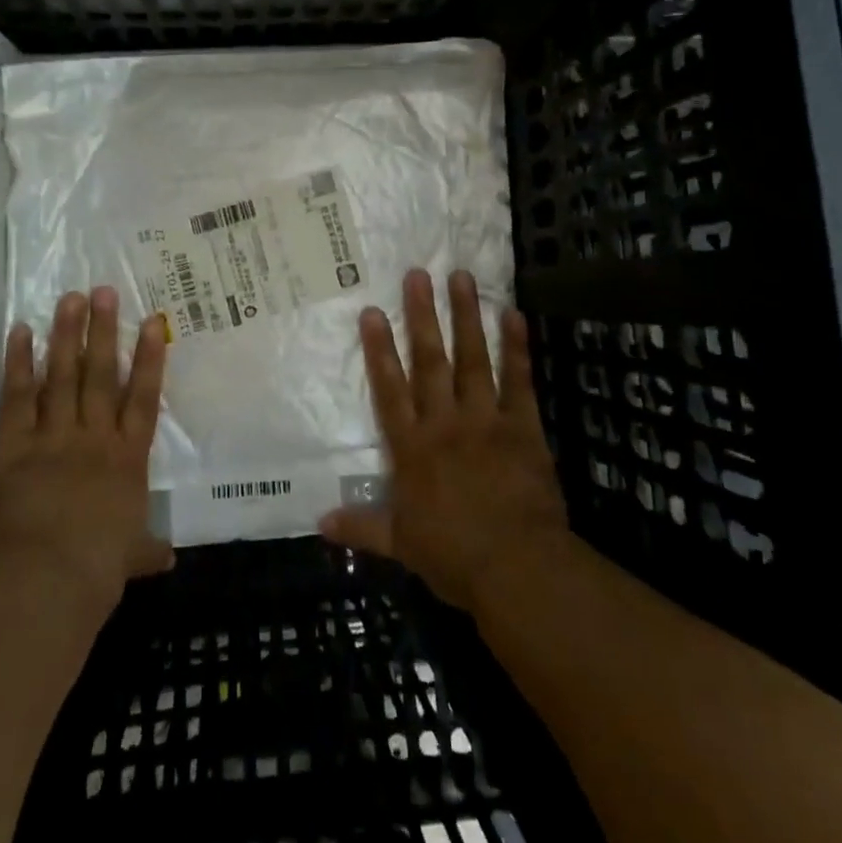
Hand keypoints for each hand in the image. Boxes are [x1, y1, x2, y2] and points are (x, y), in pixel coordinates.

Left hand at [0, 287, 173, 616]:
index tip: (152, 321)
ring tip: (69, 298)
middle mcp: (94, 437)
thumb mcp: (131, 558)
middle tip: (103, 291)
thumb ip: (148, 549)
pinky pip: (17, 398)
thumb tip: (168, 559)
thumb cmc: (98, 568)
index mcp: (127, 458)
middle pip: (102, 375)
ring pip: (63, 377)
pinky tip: (20, 332)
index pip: (143, 397)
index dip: (149, 357)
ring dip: (66, 335)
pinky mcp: (15, 446)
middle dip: (103, 331)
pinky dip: (19, 365)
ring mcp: (55, 437)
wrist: (48, 578)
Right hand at [320, 268, 570, 613]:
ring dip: (465, 317)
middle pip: (430, 361)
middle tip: (418, 274)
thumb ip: (361, 526)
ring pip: (472, 360)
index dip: (379, 349)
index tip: (371, 311)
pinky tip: (513, 314)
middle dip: (422, 316)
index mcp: (412, 448)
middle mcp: (444, 423)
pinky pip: (518, 381)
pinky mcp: (522, 427)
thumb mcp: (400, 544)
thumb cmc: (453, 556)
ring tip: (461, 277)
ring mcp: (485, 420)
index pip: (390, 389)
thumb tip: (319, 522)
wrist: (517, 567)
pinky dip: (516, 348)